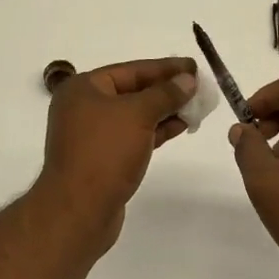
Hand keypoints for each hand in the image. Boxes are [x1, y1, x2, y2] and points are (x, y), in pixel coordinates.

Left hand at [36, 56, 196, 250]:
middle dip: (167, 89)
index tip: (194, 66)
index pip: (131, 70)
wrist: (78, 212)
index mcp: (83, 89)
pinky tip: (181, 125)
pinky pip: (134, 135)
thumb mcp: (137, 115)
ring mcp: (93, 135)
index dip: (165, 68)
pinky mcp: (103, 158)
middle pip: (133, 91)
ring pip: (135, 115)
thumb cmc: (104, 153)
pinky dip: (157, 129)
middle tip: (200, 87)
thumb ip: (164, 94)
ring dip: (165, 110)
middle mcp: (84, 107)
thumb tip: (187, 79)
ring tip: (197, 106)